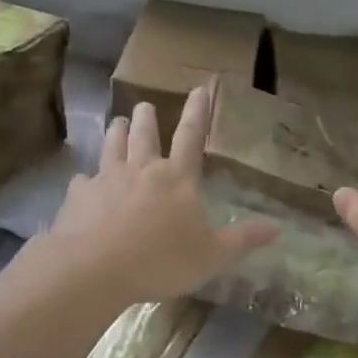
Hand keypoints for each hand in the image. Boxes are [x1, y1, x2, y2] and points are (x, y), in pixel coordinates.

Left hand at [48, 81, 278, 307]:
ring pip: (112, 145)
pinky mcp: (79, 195)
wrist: (94, 268)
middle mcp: (141, 169)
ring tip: (117, 123)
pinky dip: (86, 179)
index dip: (198, 111)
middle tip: (144, 106)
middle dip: (146, 117)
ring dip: (116, 132)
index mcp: (176, 178)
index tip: (200, 88)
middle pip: (144, 134)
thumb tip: (278, 228)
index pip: (191, 136)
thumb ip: (242, 240)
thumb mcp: (211, 256)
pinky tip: (83, 182)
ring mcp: (106, 178)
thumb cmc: (160, 260)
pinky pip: (83, 180)